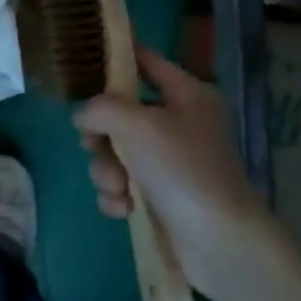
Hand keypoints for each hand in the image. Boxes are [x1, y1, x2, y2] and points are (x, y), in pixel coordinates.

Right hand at [73, 44, 283, 300]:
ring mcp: (168, 161)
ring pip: (114, 152)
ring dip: (106, 171)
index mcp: (186, 95)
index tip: (80, 61)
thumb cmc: (185, 172)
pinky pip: (121, 183)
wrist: (220, 242)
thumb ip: (102, 109)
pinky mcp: (159, 195)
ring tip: (119, 190)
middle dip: (101, 136)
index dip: (114, 58)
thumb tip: (83, 117)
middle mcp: (178, 123)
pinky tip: (124, 209)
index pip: (144, 60)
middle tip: (96, 147)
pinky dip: (116, 195)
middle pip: (119, 113)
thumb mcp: (140, 127)